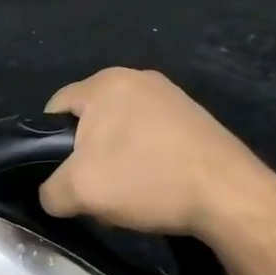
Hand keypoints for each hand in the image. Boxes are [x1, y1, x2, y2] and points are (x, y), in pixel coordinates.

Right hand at [39, 67, 275, 239]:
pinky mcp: (195, 119)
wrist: (229, 196)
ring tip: (126, 195)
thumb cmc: (146, 180)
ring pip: (120, 133)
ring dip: (115, 164)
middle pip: (89, 121)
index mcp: (105, 84)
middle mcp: (138, 79)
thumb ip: (50, 191)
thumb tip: (53, 194)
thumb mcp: (78, 192)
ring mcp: (171, 97)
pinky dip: (145, 162)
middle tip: (93, 190)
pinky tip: (155, 189)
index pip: (54, 107)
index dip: (46, 144)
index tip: (60, 176)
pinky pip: (151, 138)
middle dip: (85, 157)